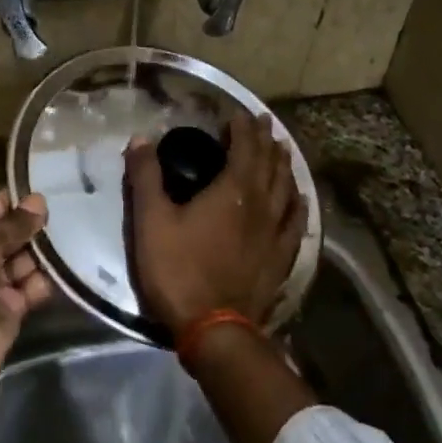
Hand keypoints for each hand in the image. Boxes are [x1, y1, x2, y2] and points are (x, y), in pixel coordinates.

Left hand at [0, 190, 52, 379]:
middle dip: (35, 226)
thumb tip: (38, 201)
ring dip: (45, 251)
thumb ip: (13, 223)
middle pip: (11, 236)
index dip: (17, 200)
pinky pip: (33, 288)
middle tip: (71, 209)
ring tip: (76, 233)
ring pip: (25, 261)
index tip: (48, 187)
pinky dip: (47, 279)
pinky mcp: (12, 310)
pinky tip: (69, 265)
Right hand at [125, 114, 304, 338]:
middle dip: (266, 140)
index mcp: (232, 191)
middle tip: (264, 122)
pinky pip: (296, 222)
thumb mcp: (151, 221)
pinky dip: (298, 204)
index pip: (244, 148)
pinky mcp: (281, 257)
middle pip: (269, 163)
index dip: (243, 128)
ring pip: (286, 188)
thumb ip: (146, 177)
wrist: (214, 328)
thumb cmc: (178, 270)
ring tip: (283, 150)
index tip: (240, 114)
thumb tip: (141, 139)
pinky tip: (300, 199)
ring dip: (284, 165)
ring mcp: (276, 232)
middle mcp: (261, 204)